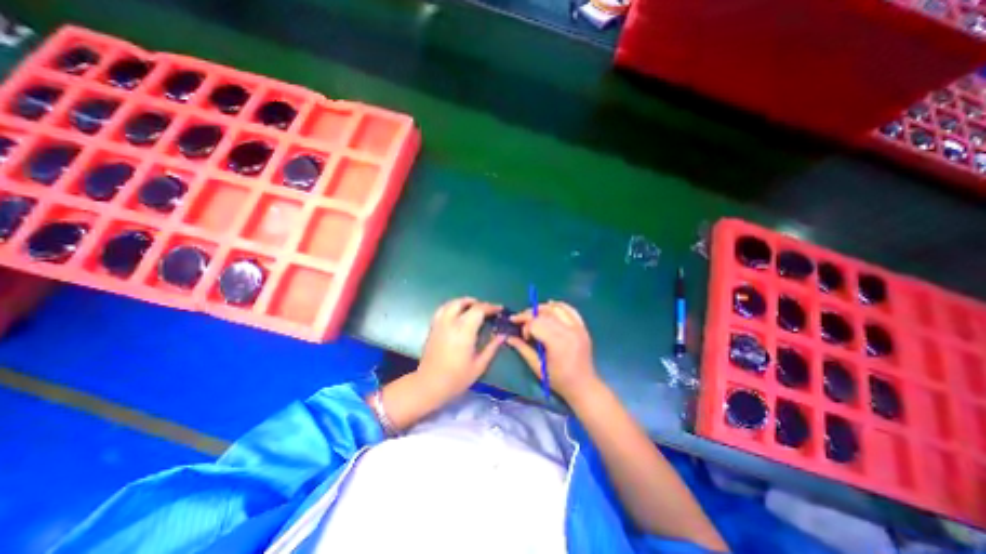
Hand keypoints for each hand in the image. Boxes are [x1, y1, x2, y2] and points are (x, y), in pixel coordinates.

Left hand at [417, 298, 507, 402]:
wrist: (429, 385)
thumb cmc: (457, 378)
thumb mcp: (479, 365)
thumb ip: (491, 348)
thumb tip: (502, 335)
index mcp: (464, 331)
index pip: (478, 310)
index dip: (490, 307)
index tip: (499, 309)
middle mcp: (450, 323)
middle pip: (463, 303)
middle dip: (477, 303)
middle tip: (486, 309)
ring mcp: (439, 324)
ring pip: (451, 303)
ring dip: (463, 302)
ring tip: (473, 308)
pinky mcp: (432, 328)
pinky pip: (442, 310)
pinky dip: (452, 306)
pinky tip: (457, 314)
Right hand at [507, 303, 599, 402]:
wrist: (583, 385)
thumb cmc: (559, 380)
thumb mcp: (537, 366)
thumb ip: (522, 349)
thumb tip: (508, 337)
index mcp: (557, 343)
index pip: (536, 323)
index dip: (525, 326)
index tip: (523, 336)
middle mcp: (569, 331)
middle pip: (545, 313)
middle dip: (529, 314)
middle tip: (520, 320)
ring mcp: (577, 327)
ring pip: (556, 308)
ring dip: (542, 308)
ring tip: (533, 315)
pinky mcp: (582, 327)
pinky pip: (570, 309)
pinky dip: (558, 306)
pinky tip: (549, 308)